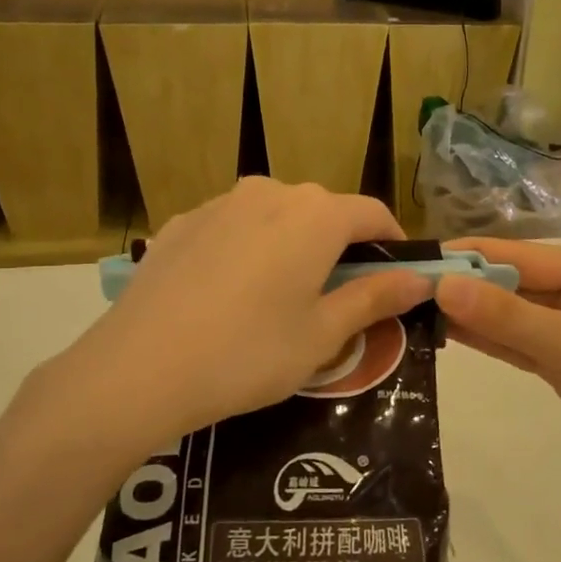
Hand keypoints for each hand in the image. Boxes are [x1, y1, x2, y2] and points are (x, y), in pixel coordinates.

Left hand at [38, 180, 433, 452]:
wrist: (138, 369)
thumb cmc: (249, 353)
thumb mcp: (322, 335)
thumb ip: (375, 297)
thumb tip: (421, 278)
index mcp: (316, 215)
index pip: (372, 213)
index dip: (393, 242)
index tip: (397, 278)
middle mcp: (270, 192)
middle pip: (324, 211)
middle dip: (341, 246)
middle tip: (340, 298)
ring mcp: (220, 203)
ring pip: (277, 216)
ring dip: (294, 245)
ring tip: (282, 297)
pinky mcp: (182, 222)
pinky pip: (234, 227)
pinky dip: (249, 249)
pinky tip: (231, 294)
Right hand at [435, 239, 560, 506]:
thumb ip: (508, 317)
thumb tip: (443, 286)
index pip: (526, 256)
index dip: (472, 257)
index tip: (419, 256)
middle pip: (521, 284)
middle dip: (469, 286)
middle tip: (407, 286)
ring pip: (519, 316)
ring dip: (475, 314)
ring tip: (417, 307)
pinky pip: (525, 346)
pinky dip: (493, 341)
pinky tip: (451, 333)